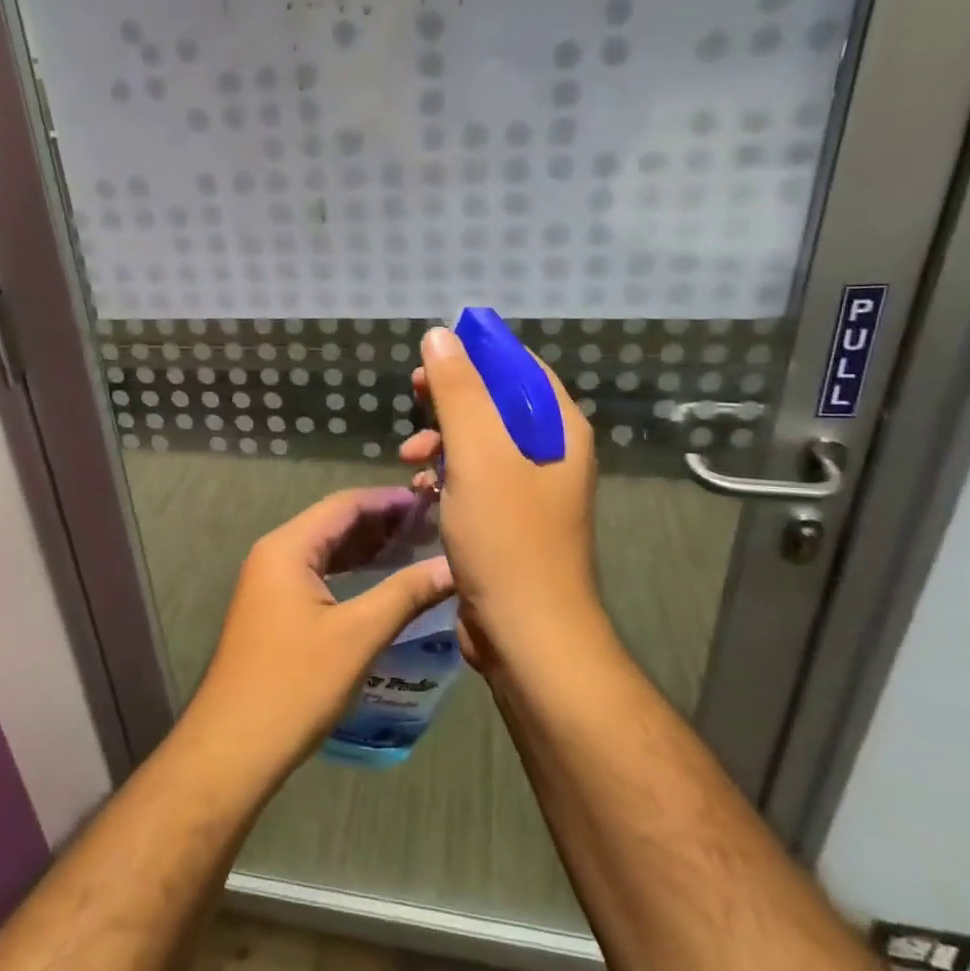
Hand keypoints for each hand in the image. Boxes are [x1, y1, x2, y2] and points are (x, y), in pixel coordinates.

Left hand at [187, 487, 453, 775]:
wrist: (235, 746)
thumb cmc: (296, 684)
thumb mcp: (359, 635)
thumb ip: (407, 593)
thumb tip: (453, 566)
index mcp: (287, 547)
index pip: (343, 505)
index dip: (388, 500)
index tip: (432, 502)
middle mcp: (273, 555)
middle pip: (333, 524)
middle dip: (380, 522)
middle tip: (431, 526)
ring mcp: (269, 583)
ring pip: (324, 551)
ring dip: (366, 548)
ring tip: (414, 548)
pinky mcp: (272, 610)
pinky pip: (316, 575)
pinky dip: (349, 572)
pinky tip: (379, 582)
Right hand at [399, 326, 602, 665]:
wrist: (526, 634)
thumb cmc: (507, 538)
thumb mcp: (478, 456)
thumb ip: (458, 392)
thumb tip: (440, 336)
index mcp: (558, 429)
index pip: (521, 367)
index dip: (478, 353)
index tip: (433, 354)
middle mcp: (550, 453)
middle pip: (497, 403)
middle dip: (451, 398)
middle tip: (413, 394)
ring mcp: (529, 490)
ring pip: (480, 443)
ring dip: (442, 440)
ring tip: (410, 456)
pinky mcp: (507, 520)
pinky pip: (473, 480)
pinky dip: (446, 477)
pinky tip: (420, 490)